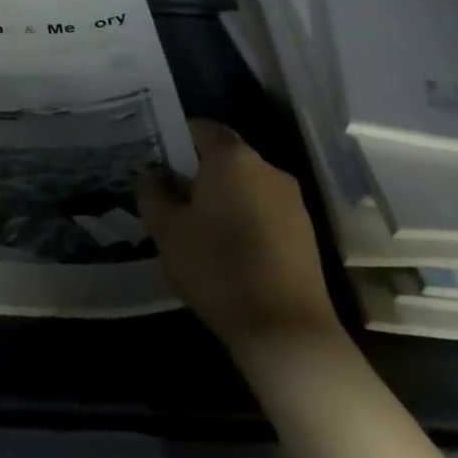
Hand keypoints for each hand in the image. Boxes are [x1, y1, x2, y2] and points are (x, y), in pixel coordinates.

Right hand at [135, 119, 340, 357]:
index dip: (176, 138)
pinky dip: (244, 217)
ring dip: (222, 196)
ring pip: (246, 184)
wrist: (285, 329)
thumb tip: (152, 173)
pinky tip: (229, 249)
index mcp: (232, 159)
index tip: (157, 161)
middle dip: (197, 171)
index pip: (202, 128)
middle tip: (170, 199)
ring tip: (197, 228)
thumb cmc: (216, 268)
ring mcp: (292, 200)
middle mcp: (268, 168)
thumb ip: (152, 192)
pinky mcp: (305, 231)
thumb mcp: (166, 230)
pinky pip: (264, 208)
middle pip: (226, 157)